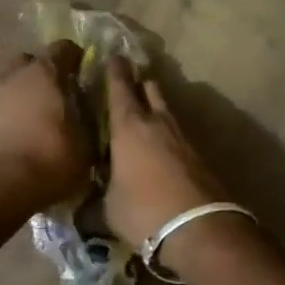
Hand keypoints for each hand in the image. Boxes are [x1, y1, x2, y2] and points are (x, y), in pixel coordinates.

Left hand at [0, 41, 91, 211]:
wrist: (3, 185)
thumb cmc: (52, 158)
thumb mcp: (87, 144)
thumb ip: (90, 123)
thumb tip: (92, 118)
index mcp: (46, 72)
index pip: (63, 48)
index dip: (77, 57)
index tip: (87, 72)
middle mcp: (18, 76)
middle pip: (32, 60)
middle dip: (46, 71)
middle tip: (63, 91)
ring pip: (15, 82)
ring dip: (29, 92)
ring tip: (45, 115)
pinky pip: (5, 105)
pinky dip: (16, 111)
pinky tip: (29, 131)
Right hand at [104, 56, 230, 254]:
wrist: (199, 228)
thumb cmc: (143, 212)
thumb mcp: (108, 209)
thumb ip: (96, 199)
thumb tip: (85, 204)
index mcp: (128, 127)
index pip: (119, 88)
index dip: (114, 71)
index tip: (113, 56)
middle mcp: (157, 123)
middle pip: (150, 89)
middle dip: (138, 82)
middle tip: (128, 80)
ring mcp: (182, 138)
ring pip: (166, 111)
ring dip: (155, 108)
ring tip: (143, 114)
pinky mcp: (199, 156)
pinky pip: (178, 134)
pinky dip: (167, 133)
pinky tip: (160, 146)